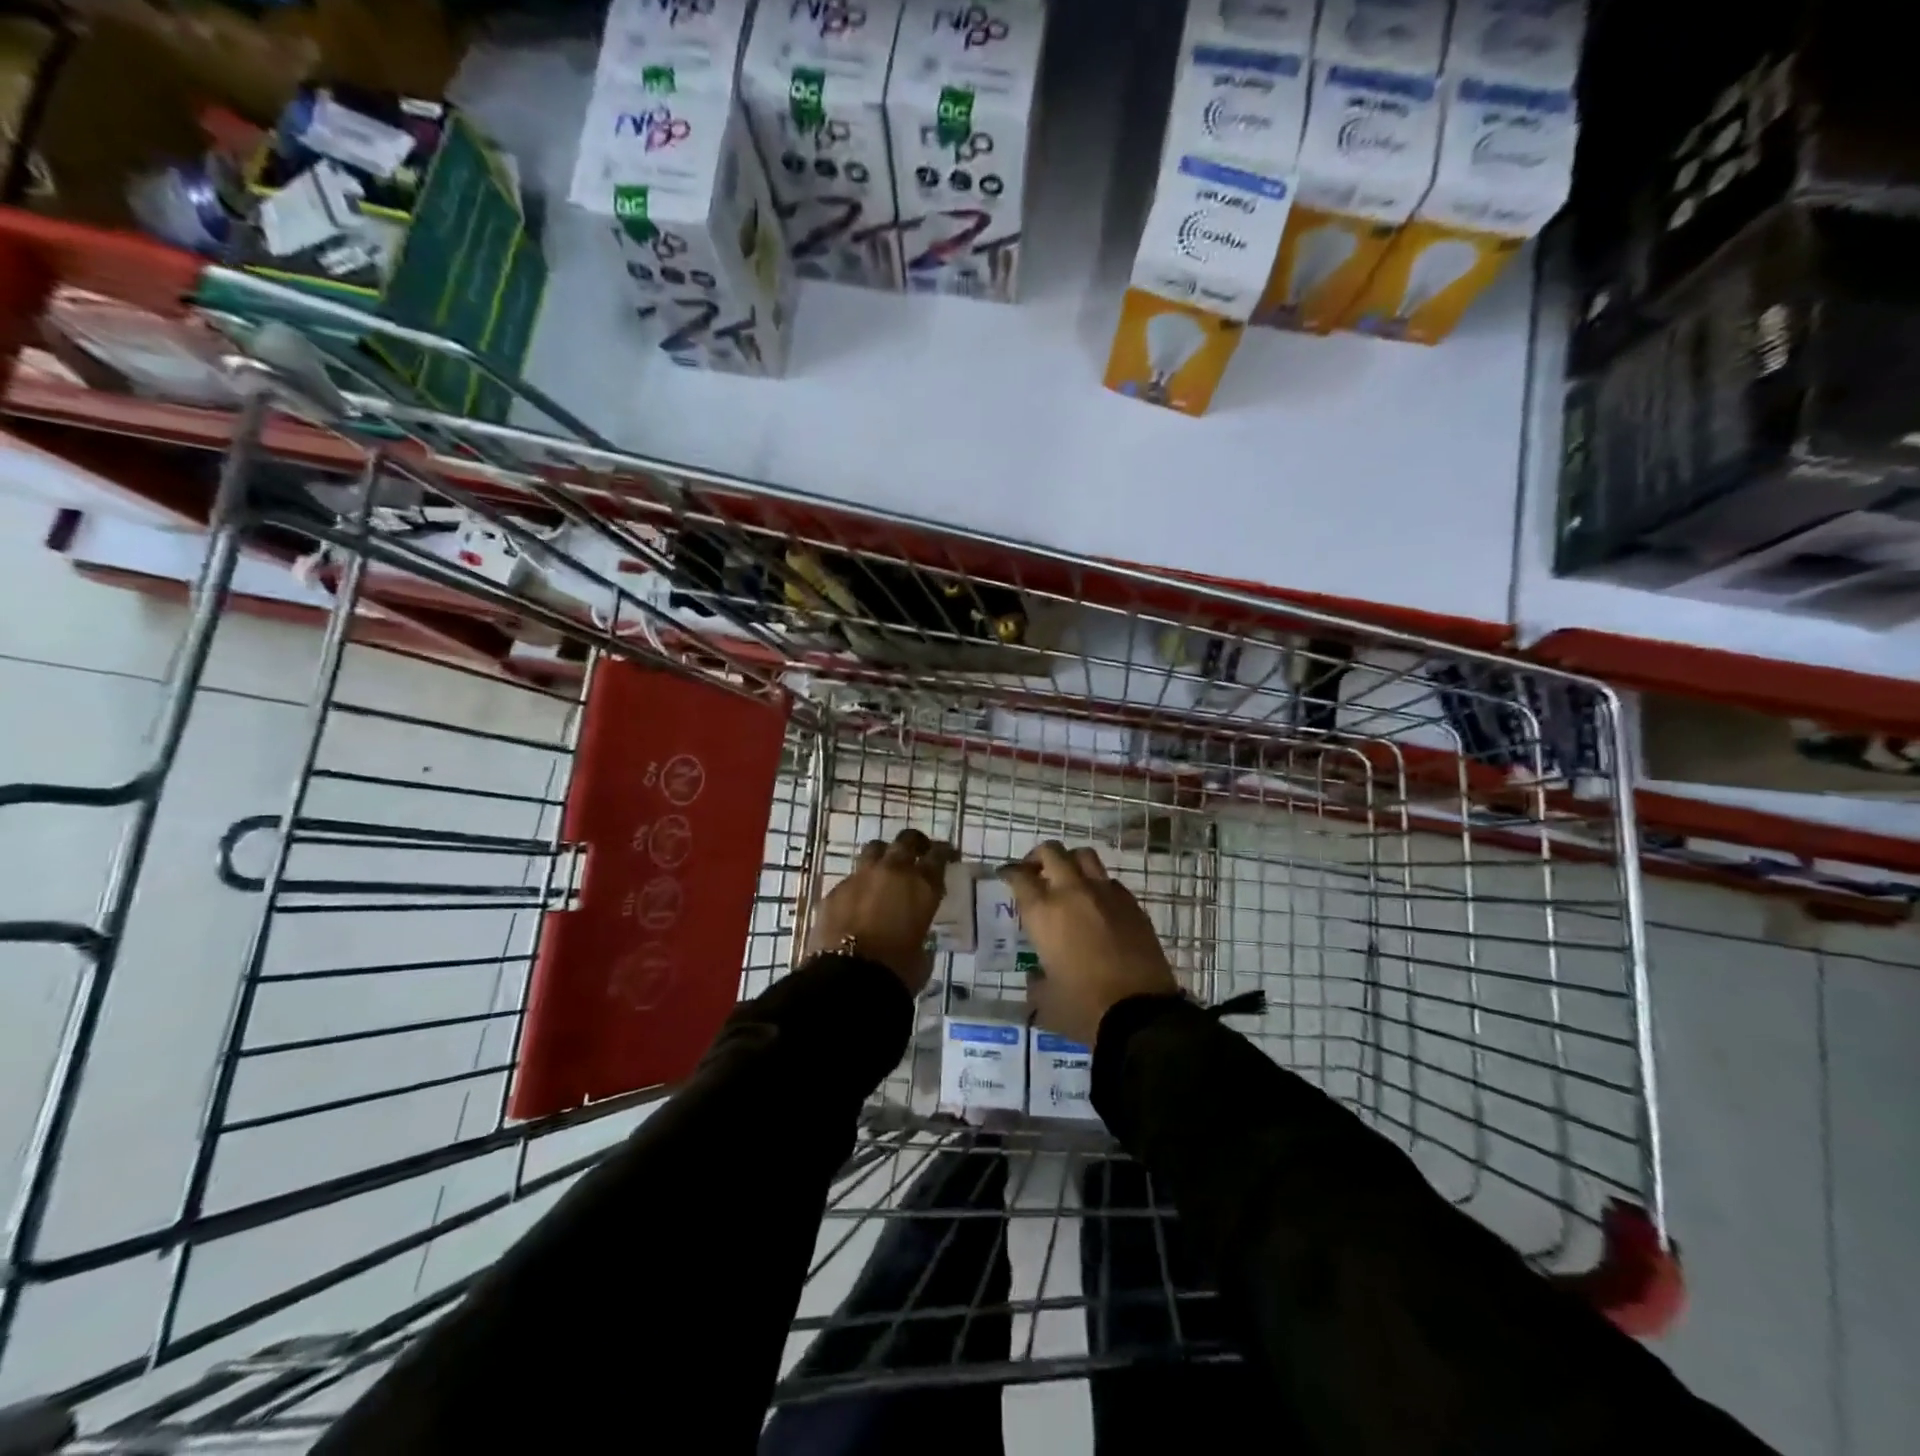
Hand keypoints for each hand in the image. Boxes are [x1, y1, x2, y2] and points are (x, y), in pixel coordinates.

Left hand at [807, 828, 956, 993]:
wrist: (848, 979)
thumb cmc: (896, 971)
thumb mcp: (922, 956)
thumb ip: (922, 937)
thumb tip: (916, 937)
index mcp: (922, 886)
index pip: (938, 855)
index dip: (944, 852)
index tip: (948, 854)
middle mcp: (893, 872)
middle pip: (906, 841)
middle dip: (915, 843)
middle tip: (919, 851)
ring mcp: (860, 877)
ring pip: (875, 850)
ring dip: (883, 855)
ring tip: (885, 868)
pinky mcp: (835, 891)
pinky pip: (851, 879)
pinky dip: (859, 885)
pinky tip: (858, 902)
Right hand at [999, 842, 1179, 1047]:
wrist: (1140, 1013)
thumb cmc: (1083, 1007)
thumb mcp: (1046, 1000)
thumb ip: (1036, 982)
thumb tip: (1037, 977)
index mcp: (1043, 912)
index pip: (1020, 877)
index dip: (1010, 873)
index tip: (1007, 876)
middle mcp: (1072, 892)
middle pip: (1051, 852)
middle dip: (1038, 857)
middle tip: (1034, 872)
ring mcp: (1105, 894)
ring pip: (1084, 856)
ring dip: (1070, 862)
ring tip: (1066, 879)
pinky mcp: (1132, 904)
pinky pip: (1109, 881)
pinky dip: (1097, 884)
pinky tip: (1097, 904)